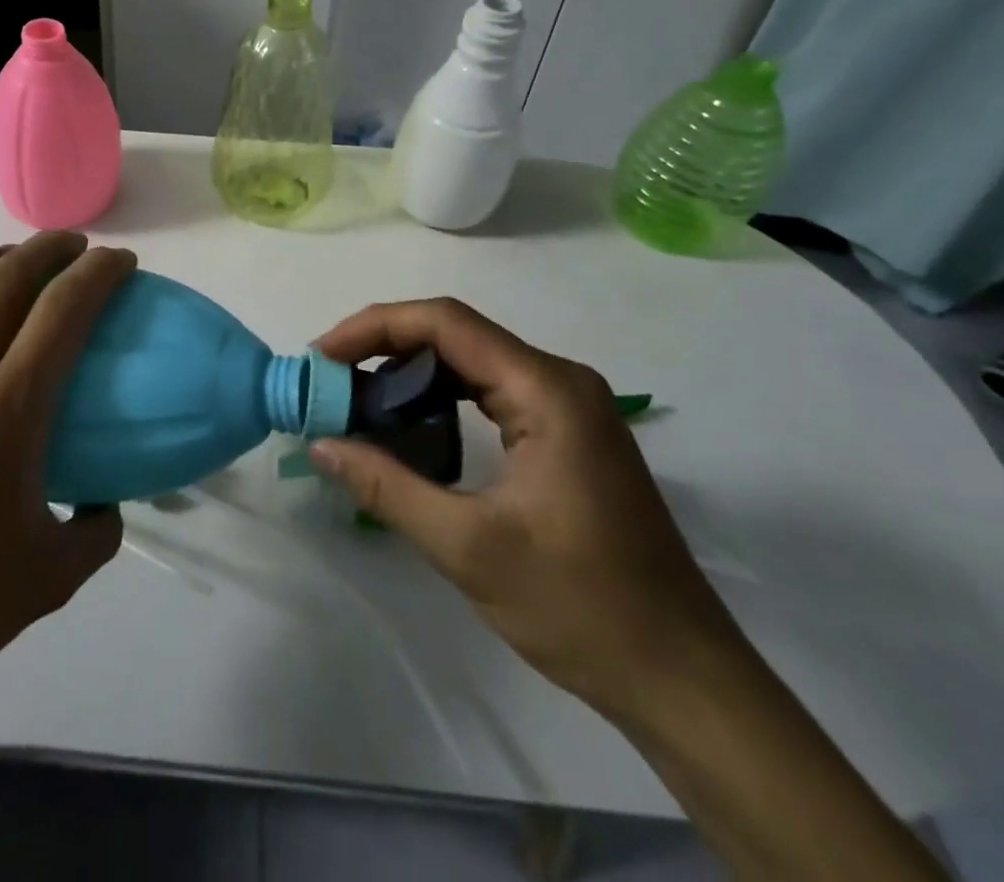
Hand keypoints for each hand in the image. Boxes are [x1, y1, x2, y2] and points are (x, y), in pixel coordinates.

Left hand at [0, 231, 135, 753]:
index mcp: (5, 415)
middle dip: (49, 248)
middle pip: (3, 279)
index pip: (62, 313)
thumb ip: (97, 531)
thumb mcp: (50, 580)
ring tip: (10, 260)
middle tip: (76, 247)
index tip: (120, 263)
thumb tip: (108, 500)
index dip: (98, 274)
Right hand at [310, 298, 740, 719]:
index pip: (445, 323)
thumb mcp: (468, 547)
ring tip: (355, 401)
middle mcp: (559, 381)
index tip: (322, 356)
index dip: (374, 327)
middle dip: (384, 348)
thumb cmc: (581, 608)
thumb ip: (386, 486)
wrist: (683, 681)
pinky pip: (489, 393)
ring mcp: (567, 407)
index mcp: (547, 389)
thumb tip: (320, 444)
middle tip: (330, 381)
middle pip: (456, 335)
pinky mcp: (565, 436)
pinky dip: (439, 399)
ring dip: (409, 374)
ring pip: (471, 362)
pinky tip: (407, 428)